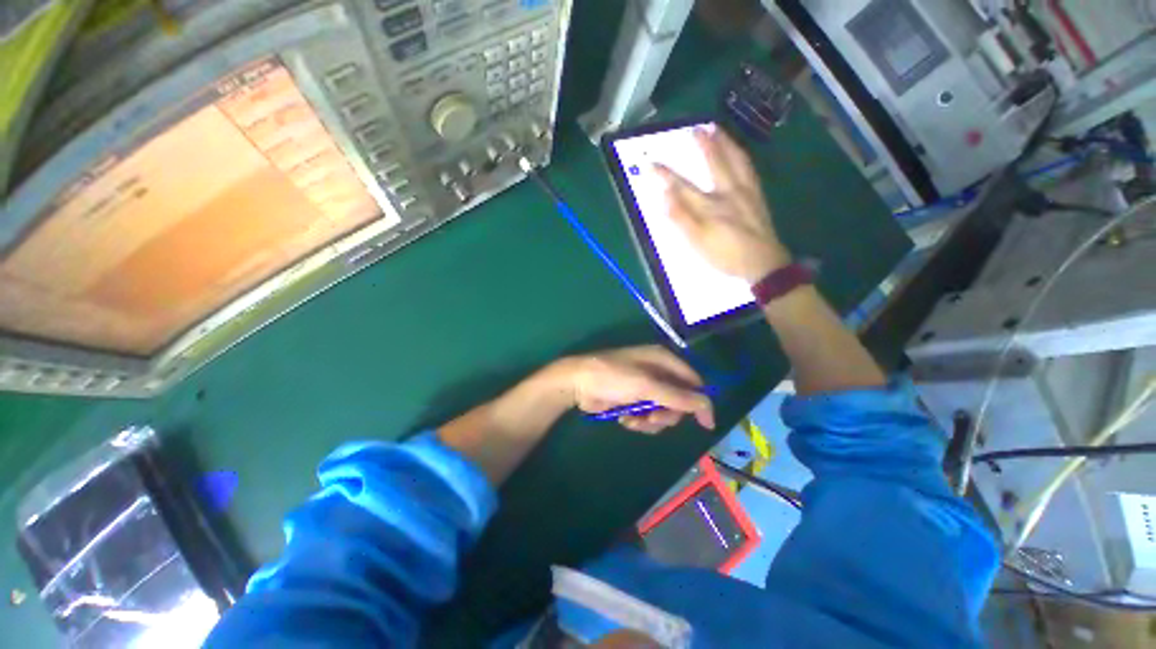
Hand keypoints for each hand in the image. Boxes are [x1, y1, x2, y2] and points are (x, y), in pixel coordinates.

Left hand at [562, 346, 714, 432]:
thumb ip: (678, 396)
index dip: (700, 402)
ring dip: (651, 421)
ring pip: (663, 412)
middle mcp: (657, 372)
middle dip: (667, 414)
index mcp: (663, 360)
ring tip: (635, 419)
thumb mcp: (647, 385)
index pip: (694, 381)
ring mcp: (645, 387)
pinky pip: (647, 417)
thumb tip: (708, 407)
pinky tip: (625, 419)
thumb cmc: (613, 377)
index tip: (705, 425)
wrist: (578, 384)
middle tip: (653, 418)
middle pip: (679, 400)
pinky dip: (639, 421)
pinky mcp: (633, 400)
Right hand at [654, 127, 791, 282]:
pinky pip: (750, 169)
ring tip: (718, 130)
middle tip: (696, 128)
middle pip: (715, 163)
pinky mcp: (758, 197)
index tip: (651, 163)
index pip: (682, 187)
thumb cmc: (726, 255)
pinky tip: (740, 155)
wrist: (763, 264)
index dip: (665, 175)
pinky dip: (742, 157)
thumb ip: (681, 219)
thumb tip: (664, 196)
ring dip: (726, 143)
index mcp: (710, 206)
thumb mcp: (697, 243)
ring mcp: (746, 193)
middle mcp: (728, 193)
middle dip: (703, 145)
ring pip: (736, 161)